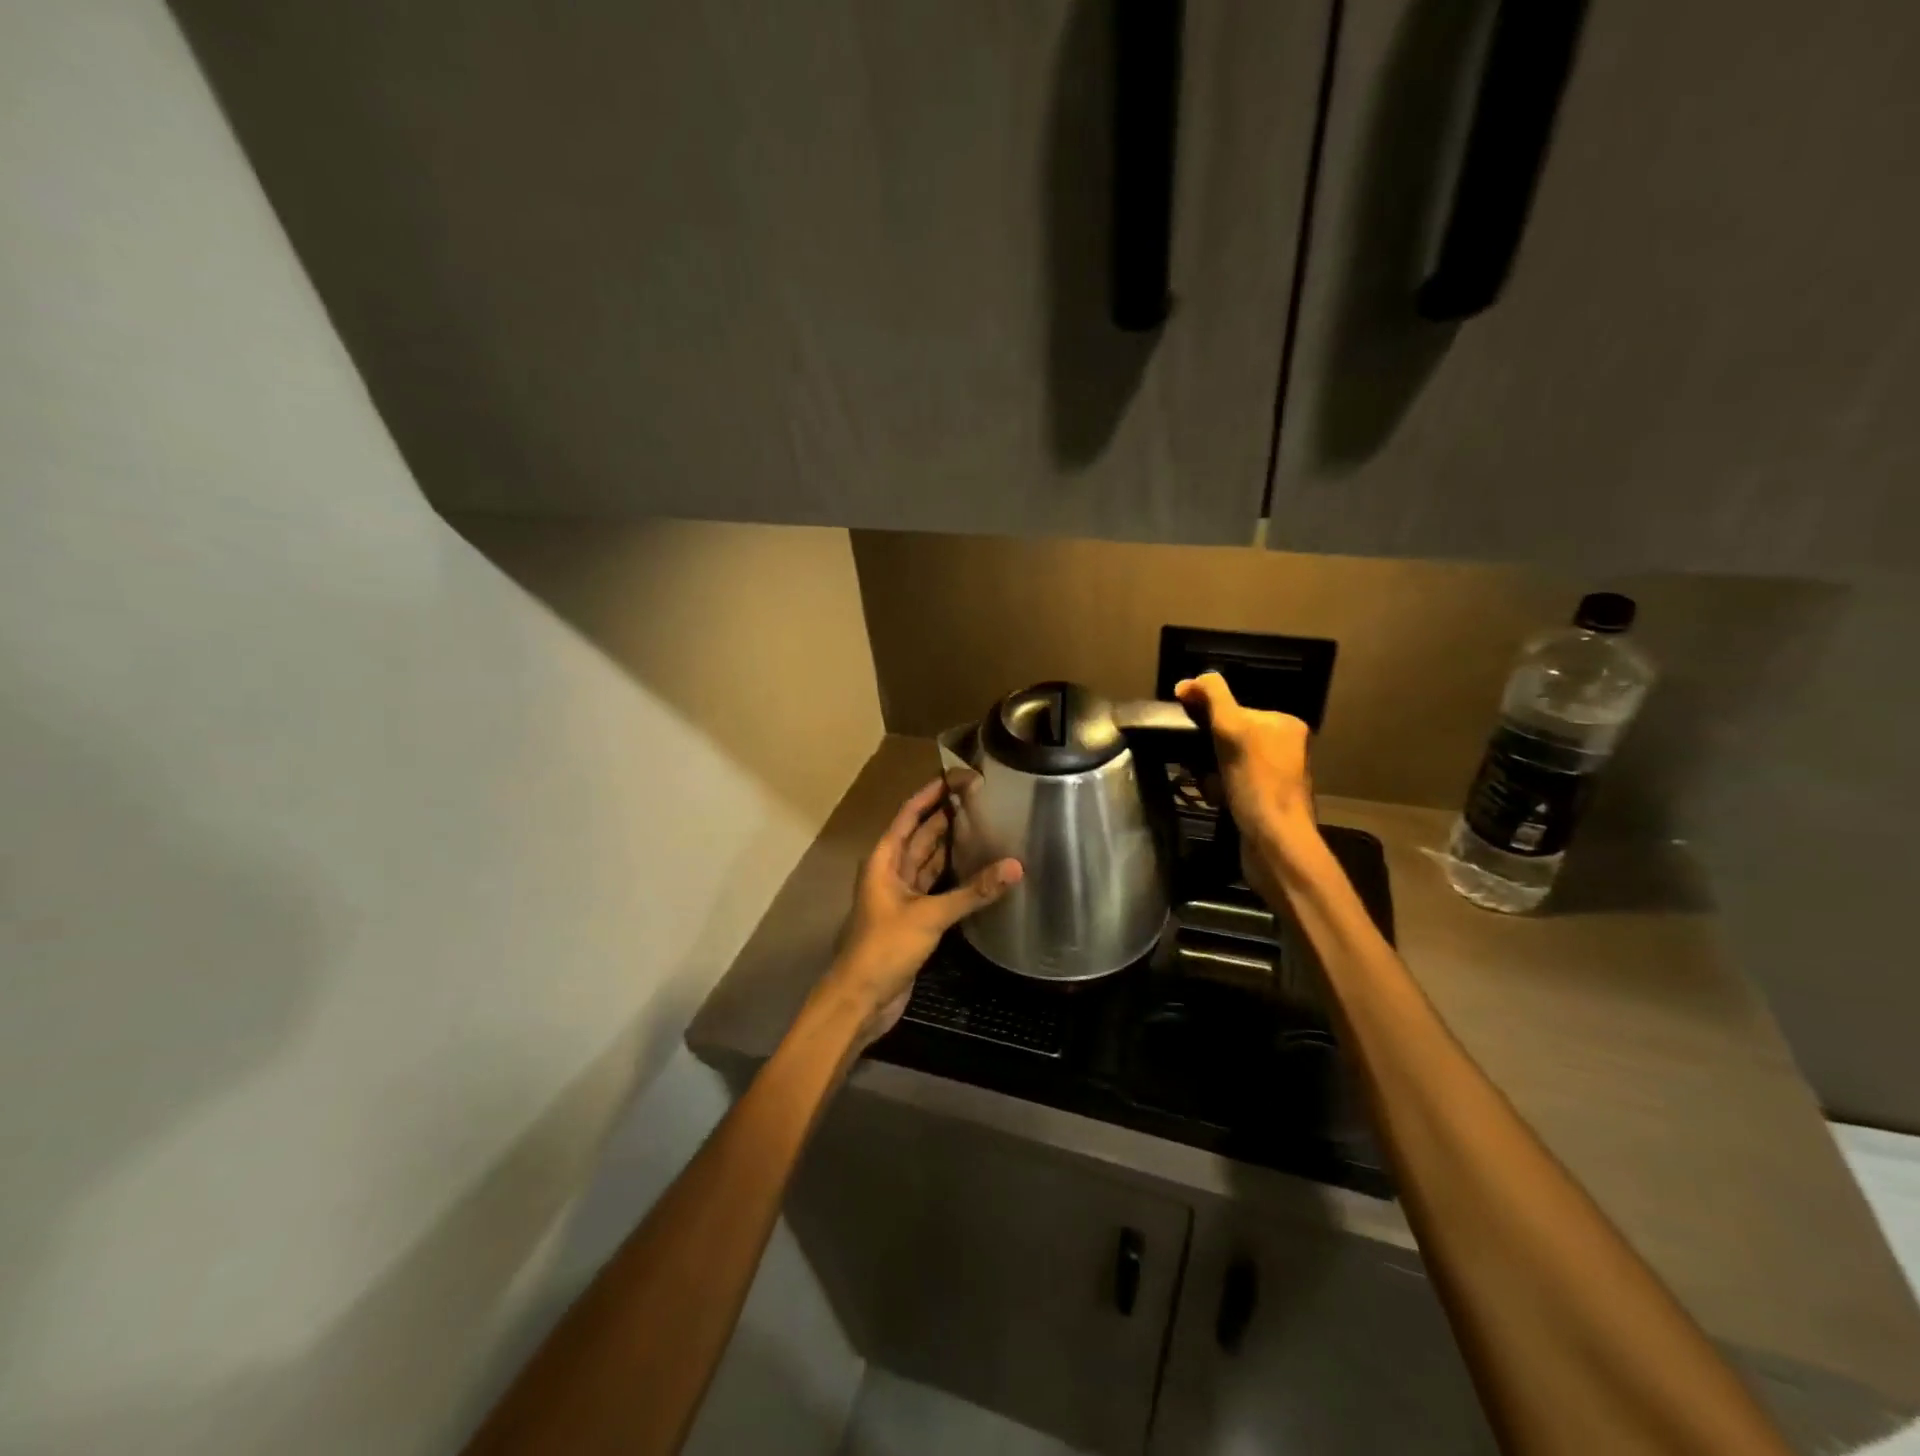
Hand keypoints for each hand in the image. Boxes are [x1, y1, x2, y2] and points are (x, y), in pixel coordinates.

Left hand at [822, 775, 1021, 1048]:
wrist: (861, 998)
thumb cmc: (885, 948)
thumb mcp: (929, 916)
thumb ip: (972, 892)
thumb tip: (1015, 867)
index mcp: (884, 859)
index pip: (909, 815)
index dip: (931, 794)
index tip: (958, 776)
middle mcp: (892, 871)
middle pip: (921, 834)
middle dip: (946, 815)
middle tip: (982, 797)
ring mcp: (903, 895)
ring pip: (929, 860)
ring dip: (951, 844)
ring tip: (985, 824)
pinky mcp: (915, 917)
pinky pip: (936, 886)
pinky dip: (954, 875)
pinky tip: (977, 867)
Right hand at [1174, 672, 1317, 897]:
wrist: (1274, 843)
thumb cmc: (1256, 783)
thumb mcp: (1232, 728)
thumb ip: (1213, 697)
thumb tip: (1191, 680)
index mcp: (1285, 723)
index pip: (1234, 707)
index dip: (1206, 717)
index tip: (1185, 727)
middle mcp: (1286, 746)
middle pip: (1228, 735)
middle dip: (1206, 749)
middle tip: (1197, 763)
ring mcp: (1277, 775)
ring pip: (1226, 761)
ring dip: (1209, 771)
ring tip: (1206, 784)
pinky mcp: (1265, 800)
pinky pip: (1231, 783)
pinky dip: (1218, 789)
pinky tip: (1215, 799)